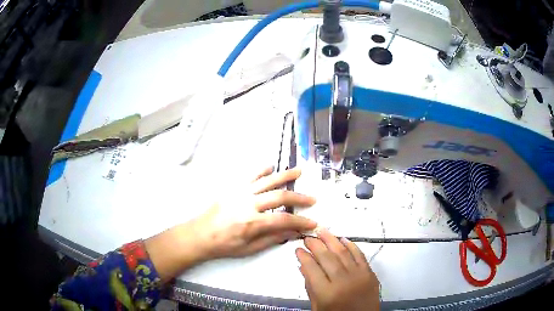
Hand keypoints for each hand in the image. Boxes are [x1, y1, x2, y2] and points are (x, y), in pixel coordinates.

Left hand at [146, 167, 316, 281]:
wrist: (200, 234)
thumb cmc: (224, 245)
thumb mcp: (249, 249)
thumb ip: (271, 239)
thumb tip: (292, 232)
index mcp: (252, 223)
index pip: (284, 220)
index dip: (301, 221)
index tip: (313, 222)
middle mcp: (248, 204)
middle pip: (279, 197)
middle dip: (299, 198)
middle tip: (312, 199)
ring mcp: (240, 192)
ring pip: (267, 180)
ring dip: (285, 176)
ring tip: (299, 172)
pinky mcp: (232, 187)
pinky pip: (249, 175)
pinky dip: (261, 169)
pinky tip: (271, 166)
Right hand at [296, 229, 379, 310]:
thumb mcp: (318, 307)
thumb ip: (310, 287)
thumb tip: (303, 266)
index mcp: (327, 293)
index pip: (312, 269)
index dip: (304, 257)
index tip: (298, 249)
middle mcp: (343, 282)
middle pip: (327, 257)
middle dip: (315, 244)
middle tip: (307, 237)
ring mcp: (359, 276)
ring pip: (343, 252)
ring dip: (331, 240)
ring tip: (322, 231)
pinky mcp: (370, 273)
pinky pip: (359, 255)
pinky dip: (351, 245)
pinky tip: (342, 239)